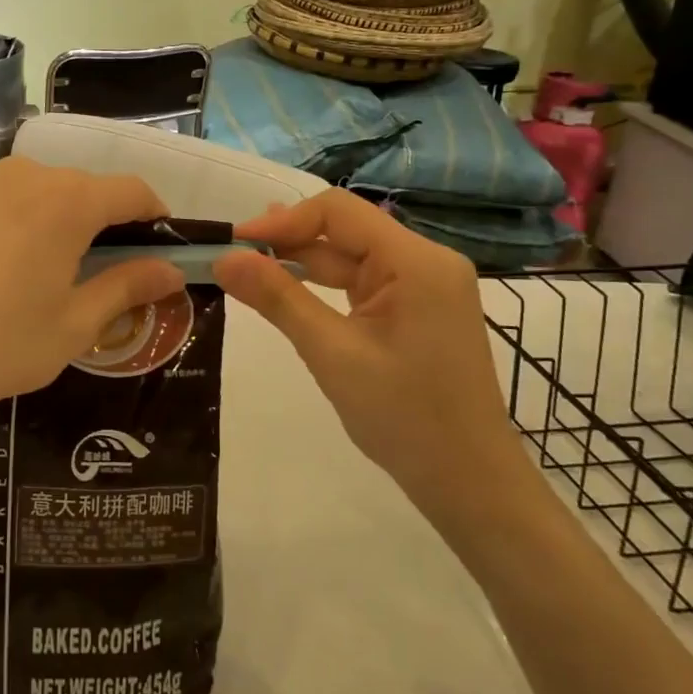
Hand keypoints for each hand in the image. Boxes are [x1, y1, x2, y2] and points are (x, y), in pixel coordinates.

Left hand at [0, 157, 185, 448]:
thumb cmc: (2, 345)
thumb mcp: (77, 324)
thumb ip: (129, 286)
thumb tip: (171, 269)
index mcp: (67, 202)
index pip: (132, 191)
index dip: (154, 215)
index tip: (160, 247)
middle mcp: (25, 176)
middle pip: (83, 187)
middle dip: (104, 221)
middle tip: (104, 269)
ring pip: (37, 190)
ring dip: (56, 218)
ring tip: (46, 269)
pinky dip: (13, 222)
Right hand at [212, 190, 524, 526]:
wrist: (468, 482)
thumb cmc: (404, 418)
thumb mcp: (332, 354)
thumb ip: (278, 298)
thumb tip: (224, 258)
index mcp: (416, 261)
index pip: (338, 212)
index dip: (282, 221)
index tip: (234, 243)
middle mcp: (425, 261)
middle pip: (345, 231)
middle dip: (287, 241)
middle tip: (232, 259)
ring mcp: (424, 285)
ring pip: (350, 256)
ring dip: (301, 262)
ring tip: (248, 270)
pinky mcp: (417, 308)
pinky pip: (362, 282)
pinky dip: (323, 285)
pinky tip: (288, 291)